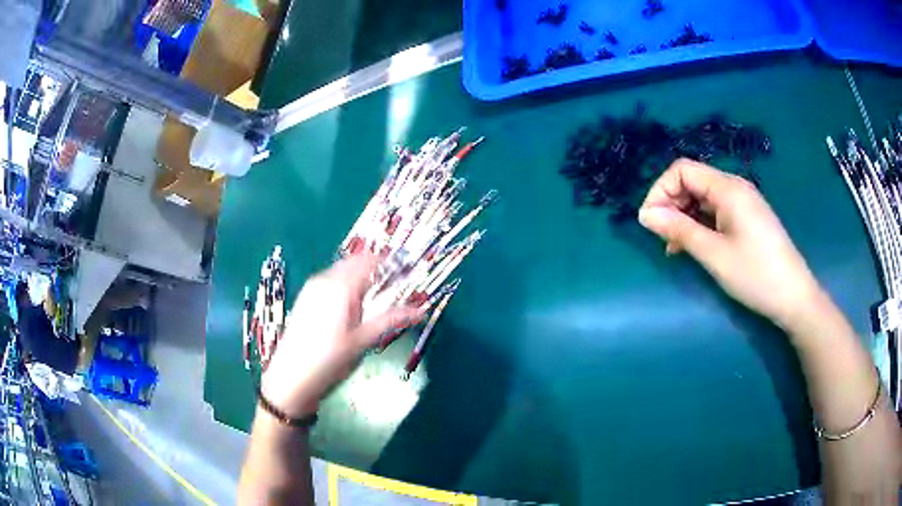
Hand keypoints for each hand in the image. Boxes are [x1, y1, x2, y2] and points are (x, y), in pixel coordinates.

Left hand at [261, 253, 423, 417]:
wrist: (290, 378)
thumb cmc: (329, 360)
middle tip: (396, 286)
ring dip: (362, 277)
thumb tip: (422, 311)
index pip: (371, 260)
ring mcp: (312, 287)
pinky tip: (353, 306)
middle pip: (356, 262)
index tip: (409, 272)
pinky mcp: (306, 298)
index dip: (392, 262)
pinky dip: (347, 285)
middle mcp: (325, 279)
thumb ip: (391, 320)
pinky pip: (332, 281)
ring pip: (343, 271)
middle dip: (378, 269)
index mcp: (341, 286)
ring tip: (377, 298)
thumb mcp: (363, 341)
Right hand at [637, 159, 824, 329]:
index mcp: (728, 188)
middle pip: (692, 181)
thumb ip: (678, 230)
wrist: (794, 297)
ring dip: (684, 217)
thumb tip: (644, 214)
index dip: (660, 190)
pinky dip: (700, 224)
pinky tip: (694, 246)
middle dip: (671, 204)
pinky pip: (716, 211)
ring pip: (703, 198)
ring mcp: (743, 202)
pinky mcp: (747, 218)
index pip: (682, 170)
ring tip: (675, 247)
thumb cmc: (755, 274)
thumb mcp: (713, 254)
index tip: (649, 222)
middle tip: (662, 238)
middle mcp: (734, 187)